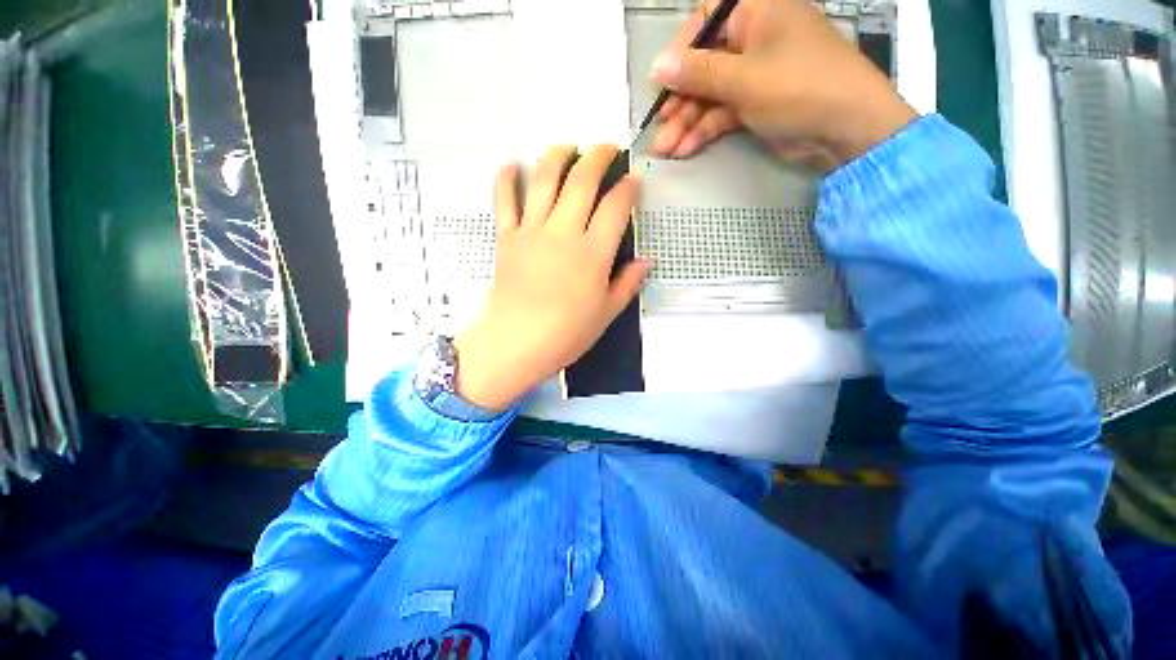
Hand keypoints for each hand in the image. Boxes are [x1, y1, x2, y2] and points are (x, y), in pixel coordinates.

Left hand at [453, 145, 650, 410]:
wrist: (516, 343)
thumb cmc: (566, 334)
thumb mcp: (606, 313)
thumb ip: (627, 283)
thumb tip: (646, 261)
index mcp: (593, 252)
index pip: (615, 207)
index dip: (628, 188)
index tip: (634, 179)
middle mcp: (564, 232)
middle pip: (582, 181)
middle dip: (598, 157)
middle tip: (607, 149)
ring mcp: (532, 231)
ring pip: (544, 180)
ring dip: (557, 156)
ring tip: (568, 147)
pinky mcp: (507, 238)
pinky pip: (504, 201)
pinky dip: (506, 180)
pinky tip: (511, 165)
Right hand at [650, 0, 916, 167]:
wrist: (845, 129)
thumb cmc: (799, 87)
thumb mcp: (744, 78)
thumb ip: (698, 72)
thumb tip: (658, 66)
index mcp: (755, 12)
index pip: (704, 22)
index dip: (679, 52)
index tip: (661, 82)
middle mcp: (752, 39)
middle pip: (703, 66)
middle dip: (680, 101)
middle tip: (659, 129)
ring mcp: (754, 74)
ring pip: (710, 95)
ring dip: (687, 123)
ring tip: (666, 149)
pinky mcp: (755, 104)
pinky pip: (722, 113)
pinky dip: (705, 131)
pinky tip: (686, 149)